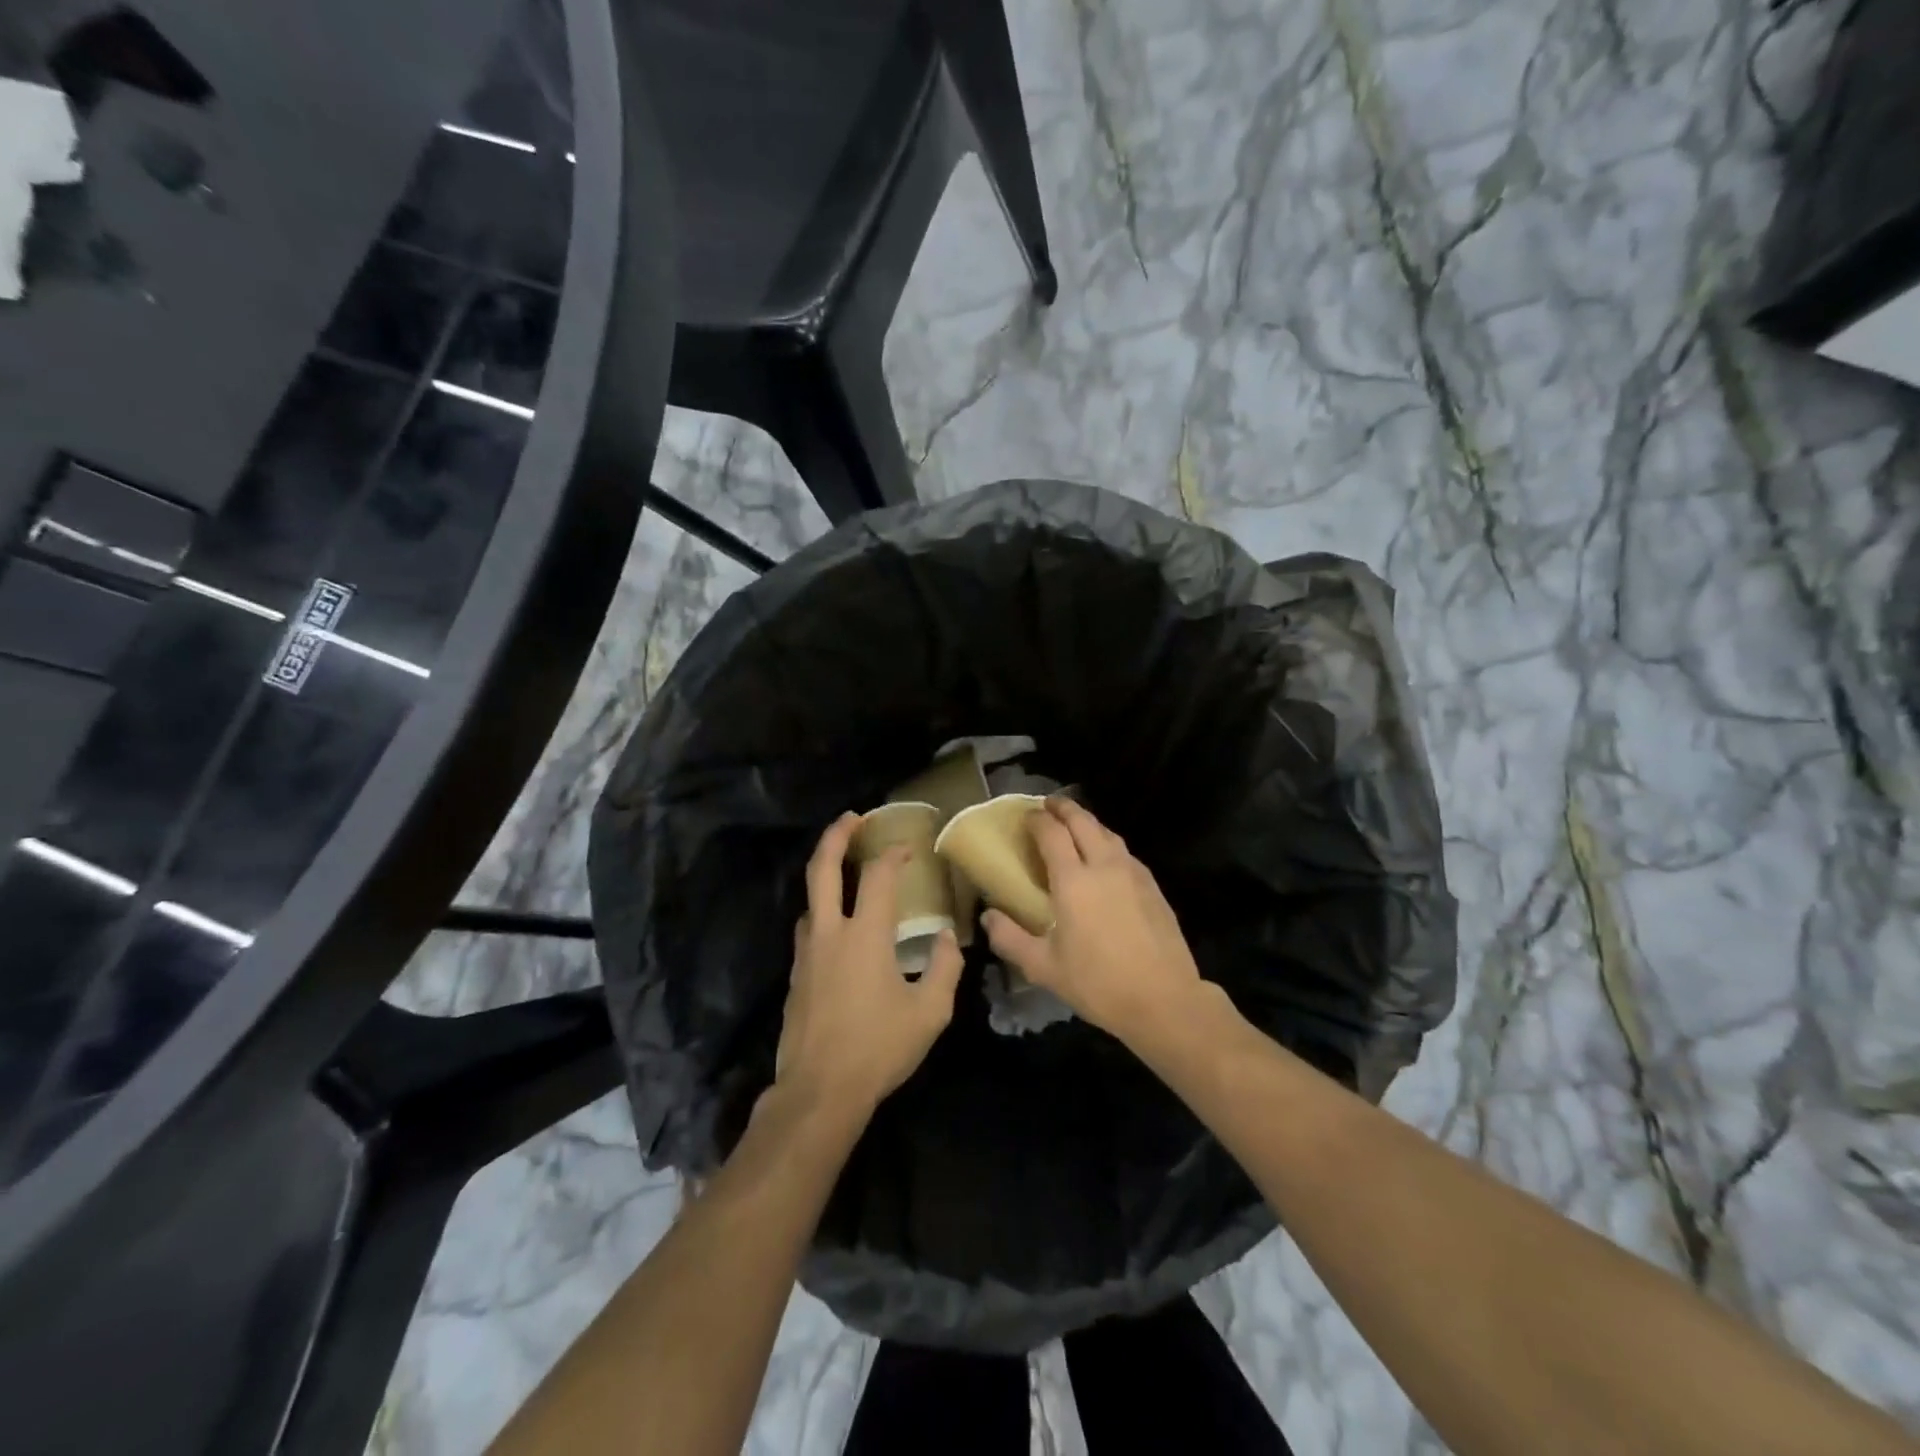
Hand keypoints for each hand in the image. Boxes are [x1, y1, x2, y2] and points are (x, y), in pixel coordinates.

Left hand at [773, 813, 964, 1120]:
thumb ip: (944, 967)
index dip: (893, 854)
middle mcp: (830, 933)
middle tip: (851, 818)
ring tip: (845, 872)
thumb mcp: (929, 1012)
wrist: (818, 1092)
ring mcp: (806, 953)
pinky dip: (822, 911)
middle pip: (823, 869)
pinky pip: (807, 929)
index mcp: (865, 935)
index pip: (879, 877)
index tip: (908, 847)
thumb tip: (944, 936)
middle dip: (836, 836)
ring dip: (825, 875)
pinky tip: (836, 928)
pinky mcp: (794, 975)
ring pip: (810, 899)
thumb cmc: (879, 1049)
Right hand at [982, 798, 1205, 1047]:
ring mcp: (1133, 873)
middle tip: (1049, 805)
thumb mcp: (1043, 967)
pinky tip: (1105, 858)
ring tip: (1075, 825)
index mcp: (1074, 880)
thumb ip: (1010, 938)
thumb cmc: (1098, 983)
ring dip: (1088, 822)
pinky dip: (1108, 842)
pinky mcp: (1153, 886)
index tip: (1026, 817)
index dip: (1037, 820)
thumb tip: (988, 916)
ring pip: (1108, 833)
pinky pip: (1124, 852)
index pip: (1052, 833)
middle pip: (1083, 821)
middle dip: (1063, 808)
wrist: (1164, 1000)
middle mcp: (1104, 866)